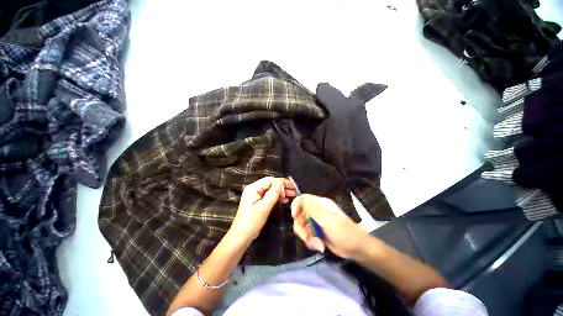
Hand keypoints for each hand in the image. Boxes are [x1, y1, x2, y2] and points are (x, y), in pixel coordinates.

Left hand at [230, 177, 295, 243]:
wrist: (242, 236)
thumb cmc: (252, 221)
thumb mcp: (264, 207)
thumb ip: (273, 194)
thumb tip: (281, 183)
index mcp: (253, 188)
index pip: (270, 180)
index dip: (281, 183)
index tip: (290, 188)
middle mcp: (254, 189)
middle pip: (271, 184)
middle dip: (282, 187)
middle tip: (294, 190)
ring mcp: (255, 195)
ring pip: (271, 189)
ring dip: (281, 192)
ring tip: (292, 195)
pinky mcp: (258, 201)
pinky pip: (269, 196)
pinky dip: (277, 197)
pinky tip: (285, 200)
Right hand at [291, 194, 368, 258]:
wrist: (357, 250)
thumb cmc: (345, 233)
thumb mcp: (329, 221)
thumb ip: (314, 210)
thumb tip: (301, 199)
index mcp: (320, 204)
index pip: (302, 199)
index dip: (296, 206)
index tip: (295, 217)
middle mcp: (317, 211)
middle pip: (299, 214)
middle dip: (301, 228)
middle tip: (307, 237)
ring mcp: (316, 222)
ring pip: (302, 226)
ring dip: (307, 237)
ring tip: (318, 245)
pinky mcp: (317, 232)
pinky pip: (307, 235)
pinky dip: (311, 242)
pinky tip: (320, 247)